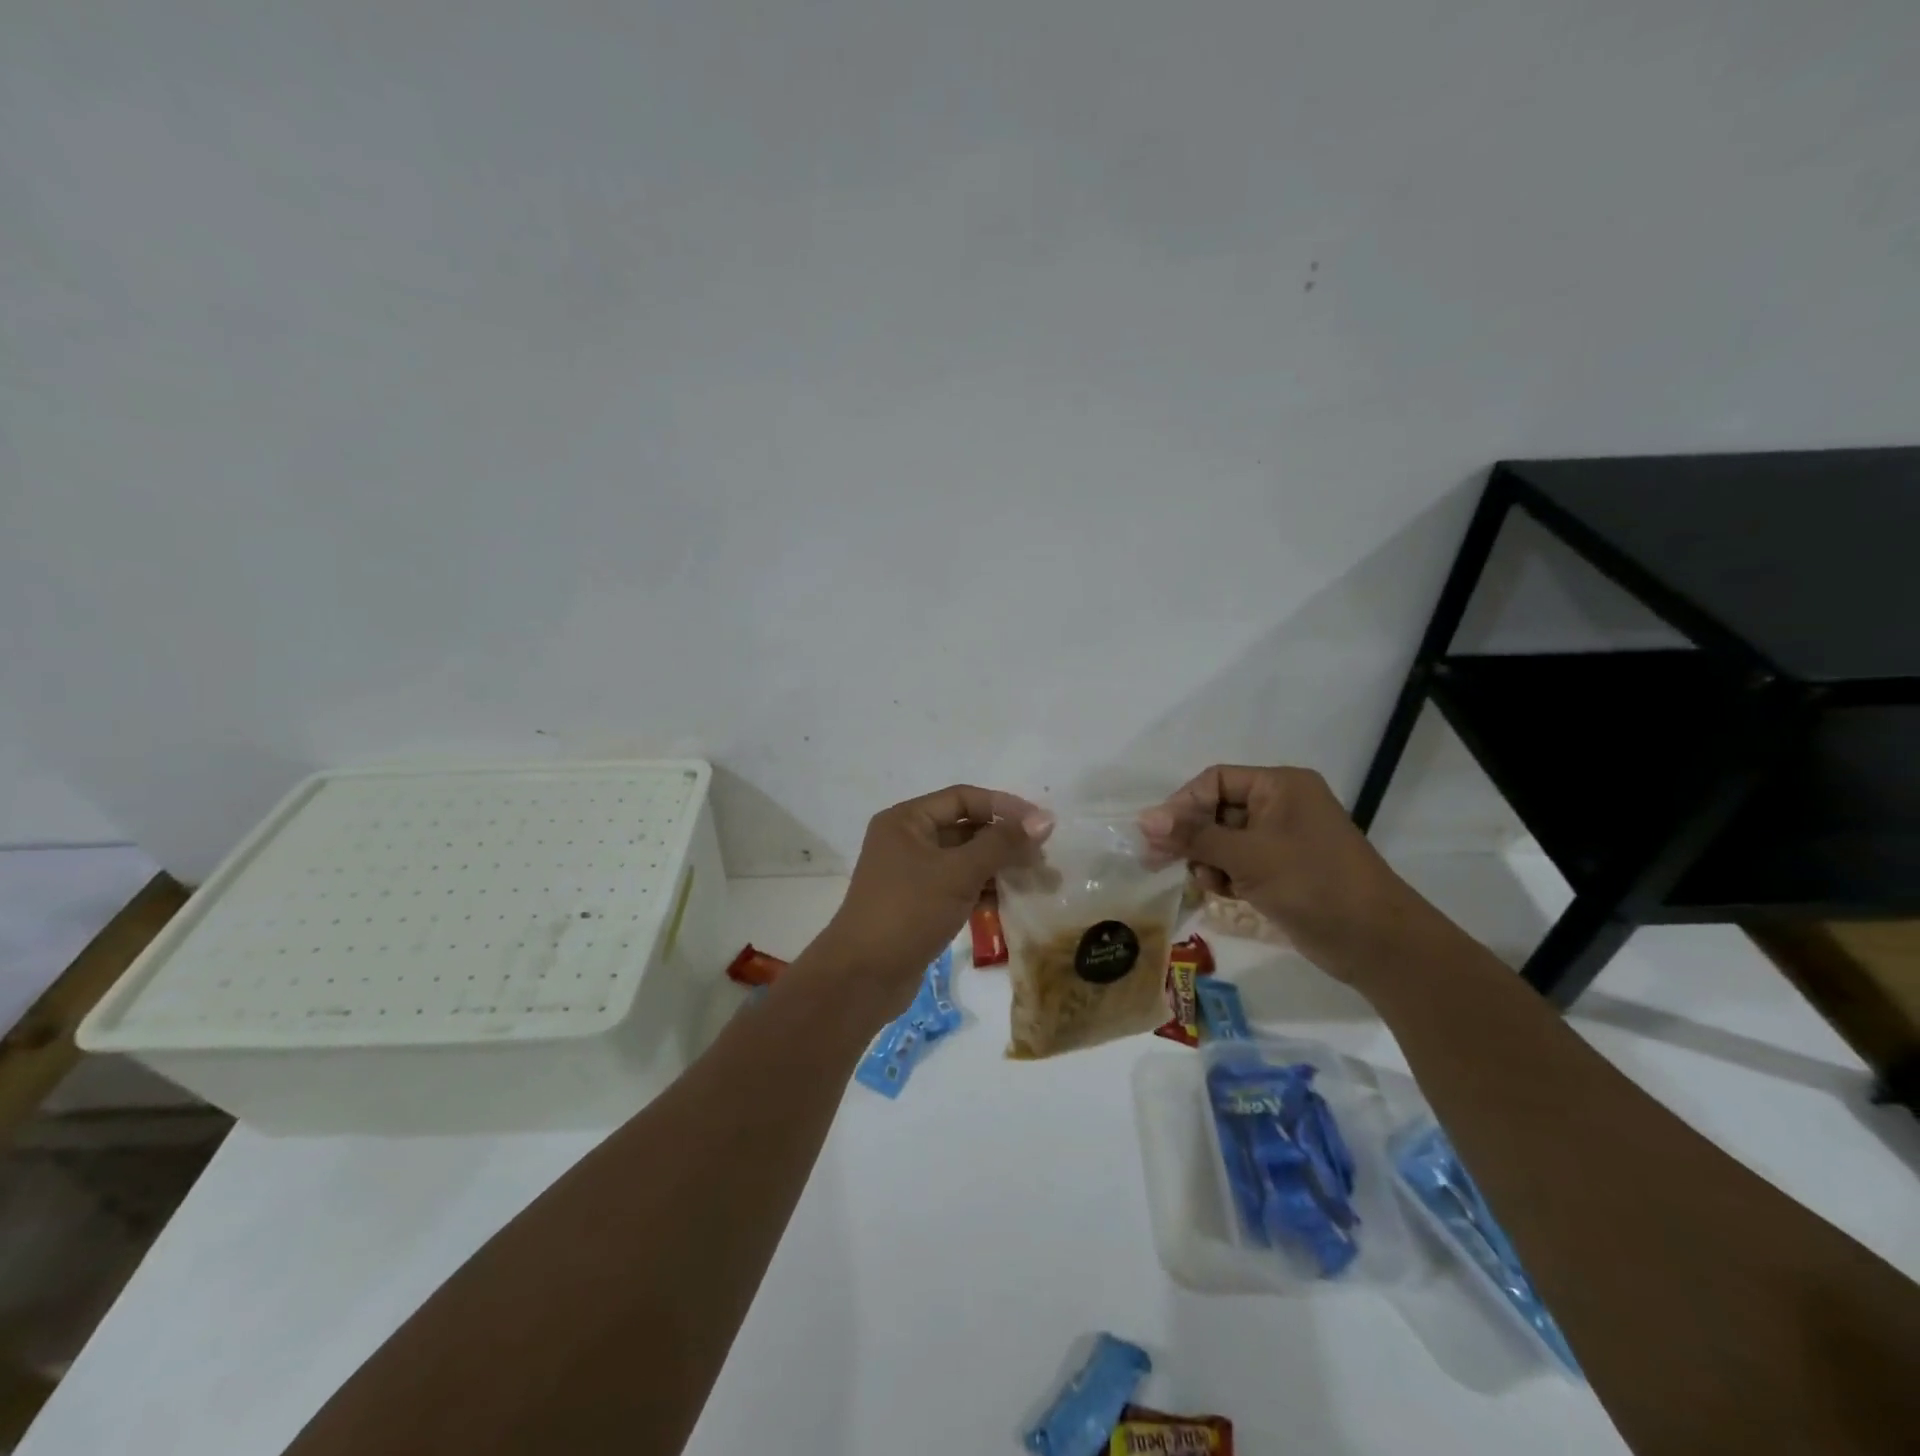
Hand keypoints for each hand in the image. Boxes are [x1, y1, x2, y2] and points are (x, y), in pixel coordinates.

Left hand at [813, 785, 1053, 1015]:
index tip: (1041, 824)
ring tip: (1038, 881)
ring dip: (999, 867)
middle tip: (1044, 857)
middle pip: (965, 828)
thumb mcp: (958, 872)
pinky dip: (984, 890)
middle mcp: (906, 840)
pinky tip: (1013, 901)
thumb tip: (1044, 819)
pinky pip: (958, 886)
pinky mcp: (919, 904)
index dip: (1004, 807)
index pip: (963, 799)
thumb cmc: (908, 912)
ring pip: (965, 860)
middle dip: (1005, 841)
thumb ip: (1002, 844)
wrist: (862, 977)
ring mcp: (911, 874)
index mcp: (906, 820)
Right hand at [1139, 765, 1436, 983]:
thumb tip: (1144, 819)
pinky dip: (1224, 875)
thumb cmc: (1312, 884)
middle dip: (1190, 835)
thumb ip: (1194, 836)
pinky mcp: (1280, 870)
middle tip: (1156, 860)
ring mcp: (1281, 840)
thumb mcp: (1248, 856)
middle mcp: (1280, 805)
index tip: (1156, 834)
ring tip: (1206, 881)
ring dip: (1206, 859)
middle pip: (1216, 810)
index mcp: (1279, 786)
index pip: (1215, 781)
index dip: (1183, 804)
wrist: (1375, 942)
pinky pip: (1238, 862)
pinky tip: (1222, 892)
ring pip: (1223, 839)